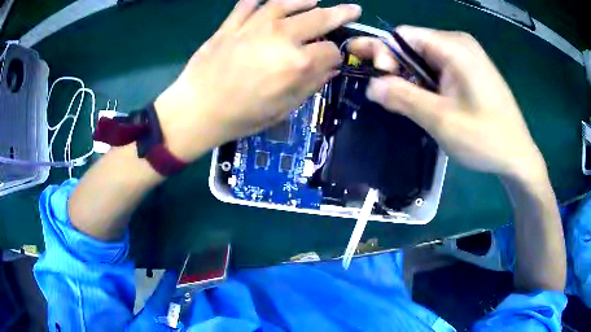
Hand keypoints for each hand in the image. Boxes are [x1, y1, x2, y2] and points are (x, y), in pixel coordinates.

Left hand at [155, 0, 360, 160]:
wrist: (197, 110)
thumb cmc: (242, 116)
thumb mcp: (284, 108)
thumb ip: (311, 84)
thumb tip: (331, 68)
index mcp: (297, 63)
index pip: (330, 51)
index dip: (336, 55)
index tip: (334, 60)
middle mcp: (281, 37)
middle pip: (319, 18)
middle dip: (341, 14)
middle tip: (353, 9)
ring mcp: (255, 26)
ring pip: (287, 3)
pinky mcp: (233, 23)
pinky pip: (249, 3)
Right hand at [348, 26, 545, 182]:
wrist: (517, 155)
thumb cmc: (485, 138)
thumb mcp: (441, 120)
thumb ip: (403, 98)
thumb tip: (370, 85)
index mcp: (454, 46)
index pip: (403, 35)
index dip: (385, 54)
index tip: (381, 83)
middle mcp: (459, 43)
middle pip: (413, 44)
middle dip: (396, 67)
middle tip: (388, 95)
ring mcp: (466, 56)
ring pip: (424, 58)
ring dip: (411, 78)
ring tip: (411, 103)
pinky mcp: (470, 70)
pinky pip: (439, 67)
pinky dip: (426, 82)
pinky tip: (428, 101)